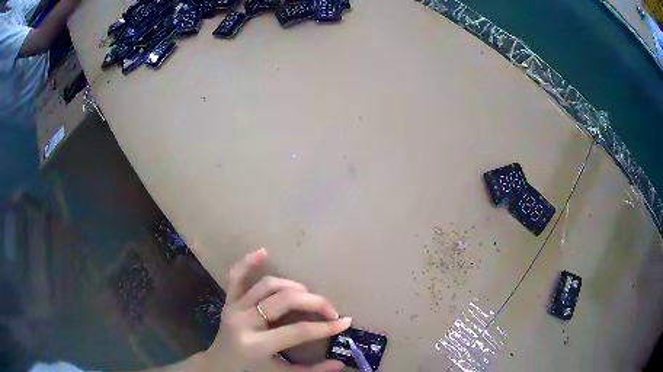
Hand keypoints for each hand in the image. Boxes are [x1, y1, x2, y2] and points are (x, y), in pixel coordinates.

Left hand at [207, 248, 351, 370]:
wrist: (218, 365)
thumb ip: (311, 371)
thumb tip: (341, 364)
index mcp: (256, 344)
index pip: (297, 331)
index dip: (325, 326)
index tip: (345, 321)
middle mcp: (243, 321)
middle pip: (284, 301)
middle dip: (313, 302)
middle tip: (330, 310)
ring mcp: (234, 307)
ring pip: (267, 285)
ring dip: (293, 286)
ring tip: (308, 296)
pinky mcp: (228, 300)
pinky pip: (236, 276)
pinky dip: (248, 262)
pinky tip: (263, 252)